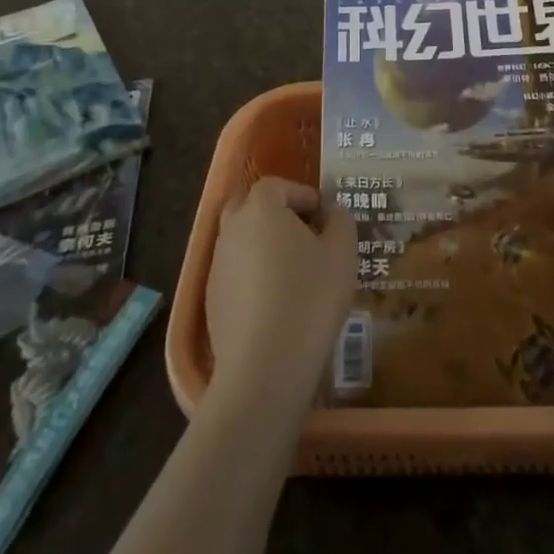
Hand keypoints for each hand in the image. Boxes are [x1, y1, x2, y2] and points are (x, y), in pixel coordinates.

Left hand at [206, 177, 356, 406]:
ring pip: (242, 241)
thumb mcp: (341, 254)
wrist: (264, 368)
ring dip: (265, 247)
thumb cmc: (309, 298)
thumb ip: (340, 222)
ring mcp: (217, 265)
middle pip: (251, 208)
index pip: (278, 185)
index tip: (324, 216)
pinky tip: (277, 304)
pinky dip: (254, 278)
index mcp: (261, 208)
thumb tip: (331, 213)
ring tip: (295, 273)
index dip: (302, 195)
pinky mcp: (212, 300)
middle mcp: (232, 228)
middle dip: (277, 216)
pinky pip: (236, 274)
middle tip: (305, 237)